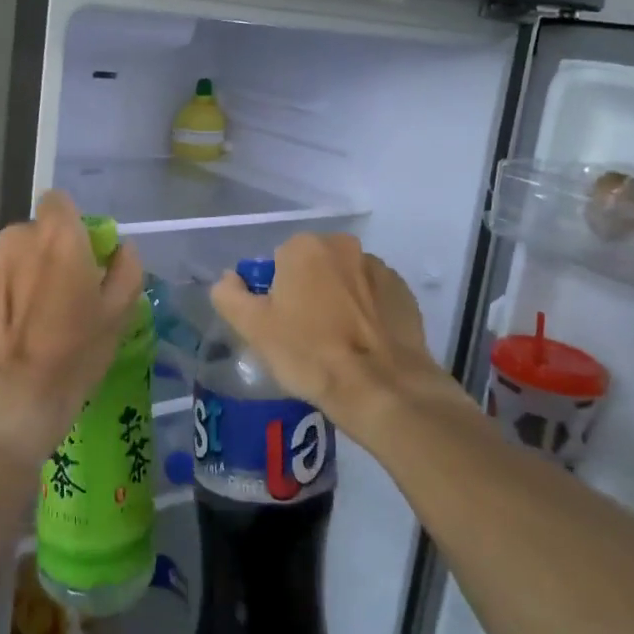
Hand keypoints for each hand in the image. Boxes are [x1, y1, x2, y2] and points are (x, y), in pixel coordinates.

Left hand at [0, 190, 143, 468]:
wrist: (6, 398)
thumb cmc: (72, 353)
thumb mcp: (118, 314)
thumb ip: (125, 269)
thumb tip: (120, 249)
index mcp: (57, 236)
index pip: (59, 201)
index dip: (71, 224)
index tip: (81, 255)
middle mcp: (16, 238)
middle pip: (34, 233)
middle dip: (47, 254)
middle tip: (61, 296)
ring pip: (10, 259)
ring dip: (21, 276)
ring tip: (31, 322)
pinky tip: (7, 336)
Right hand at [209, 233, 448, 432]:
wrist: (381, 388)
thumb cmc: (309, 354)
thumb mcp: (253, 328)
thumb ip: (229, 295)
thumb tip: (229, 279)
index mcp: (305, 247)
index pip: (278, 263)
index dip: (275, 295)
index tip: (280, 325)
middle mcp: (344, 246)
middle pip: (314, 267)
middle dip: (308, 292)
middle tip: (305, 335)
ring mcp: (379, 268)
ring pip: (345, 280)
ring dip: (339, 300)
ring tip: (338, 343)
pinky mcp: (405, 293)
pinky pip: (374, 297)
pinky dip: (367, 313)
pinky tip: (364, 344)